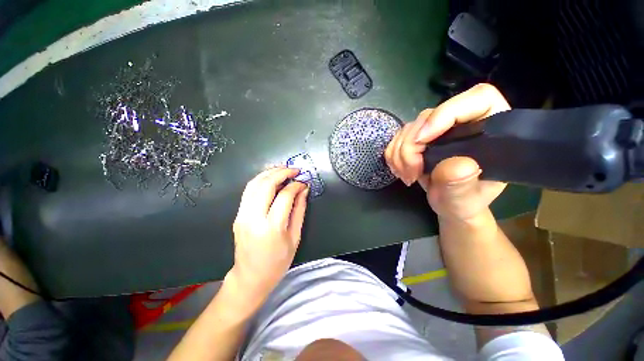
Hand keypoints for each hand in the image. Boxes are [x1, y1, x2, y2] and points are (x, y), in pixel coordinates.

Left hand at [229, 167, 308, 301]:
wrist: (250, 277)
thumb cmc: (278, 261)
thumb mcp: (295, 237)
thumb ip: (299, 210)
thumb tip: (304, 190)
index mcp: (271, 227)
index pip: (285, 196)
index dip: (296, 185)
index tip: (304, 182)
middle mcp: (253, 218)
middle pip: (266, 185)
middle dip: (282, 172)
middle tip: (294, 170)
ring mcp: (242, 215)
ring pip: (254, 184)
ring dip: (269, 172)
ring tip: (283, 169)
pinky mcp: (238, 215)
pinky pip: (248, 191)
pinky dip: (260, 180)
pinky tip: (270, 178)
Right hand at [385, 83, 510, 221]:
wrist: (448, 205)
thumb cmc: (463, 204)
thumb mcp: (465, 202)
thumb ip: (461, 186)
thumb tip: (454, 165)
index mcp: (492, 130)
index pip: (476, 100)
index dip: (445, 114)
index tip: (422, 141)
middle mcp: (463, 123)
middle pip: (429, 116)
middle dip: (412, 146)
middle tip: (411, 172)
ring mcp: (438, 129)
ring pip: (409, 128)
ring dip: (400, 153)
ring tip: (407, 175)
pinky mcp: (420, 137)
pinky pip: (398, 138)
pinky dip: (394, 154)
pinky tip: (400, 169)